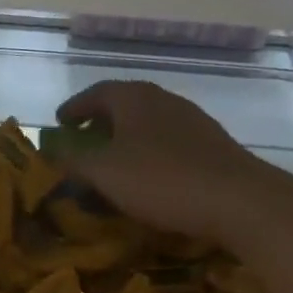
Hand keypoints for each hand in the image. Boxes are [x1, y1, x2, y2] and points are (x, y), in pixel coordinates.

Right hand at [54, 80, 270, 238]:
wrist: (240, 200)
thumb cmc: (161, 179)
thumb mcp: (103, 172)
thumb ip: (72, 160)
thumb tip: (51, 152)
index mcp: (134, 98)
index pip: (96, 92)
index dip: (74, 108)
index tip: (59, 123)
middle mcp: (164, 100)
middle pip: (124, 104)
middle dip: (100, 122)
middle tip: (83, 141)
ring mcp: (193, 121)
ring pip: (148, 123)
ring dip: (126, 138)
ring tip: (113, 162)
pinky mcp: (212, 146)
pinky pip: (169, 142)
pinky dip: (149, 153)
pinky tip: (148, 177)